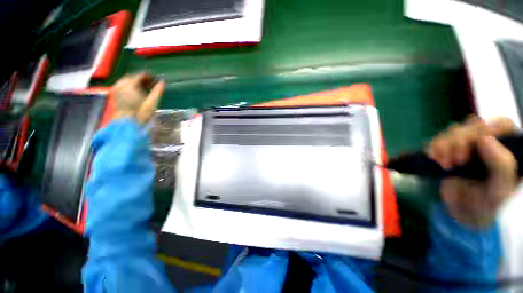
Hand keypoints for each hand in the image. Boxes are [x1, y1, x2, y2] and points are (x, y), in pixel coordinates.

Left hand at [111, 73, 164, 123]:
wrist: (126, 124)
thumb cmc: (141, 114)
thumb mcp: (152, 103)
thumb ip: (157, 91)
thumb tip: (162, 82)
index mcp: (131, 85)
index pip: (140, 75)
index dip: (149, 76)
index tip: (156, 78)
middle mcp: (122, 84)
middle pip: (132, 77)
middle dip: (142, 78)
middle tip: (151, 82)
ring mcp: (116, 89)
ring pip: (126, 80)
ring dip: (135, 82)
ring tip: (145, 86)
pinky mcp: (115, 94)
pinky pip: (122, 85)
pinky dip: (129, 85)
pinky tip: (135, 90)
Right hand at [427, 116, 516, 228]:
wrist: (463, 212)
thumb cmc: (486, 204)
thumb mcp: (499, 190)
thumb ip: (501, 166)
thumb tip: (485, 138)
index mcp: (510, 148)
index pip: (499, 125)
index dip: (482, 133)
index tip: (465, 155)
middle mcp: (491, 141)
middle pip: (474, 126)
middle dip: (457, 142)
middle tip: (450, 163)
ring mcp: (470, 144)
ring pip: (455, 131)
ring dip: (443, 145)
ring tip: (441, 164)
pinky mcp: (451, 148)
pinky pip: (440, 138)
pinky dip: (433, 147)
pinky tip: (433, 158)